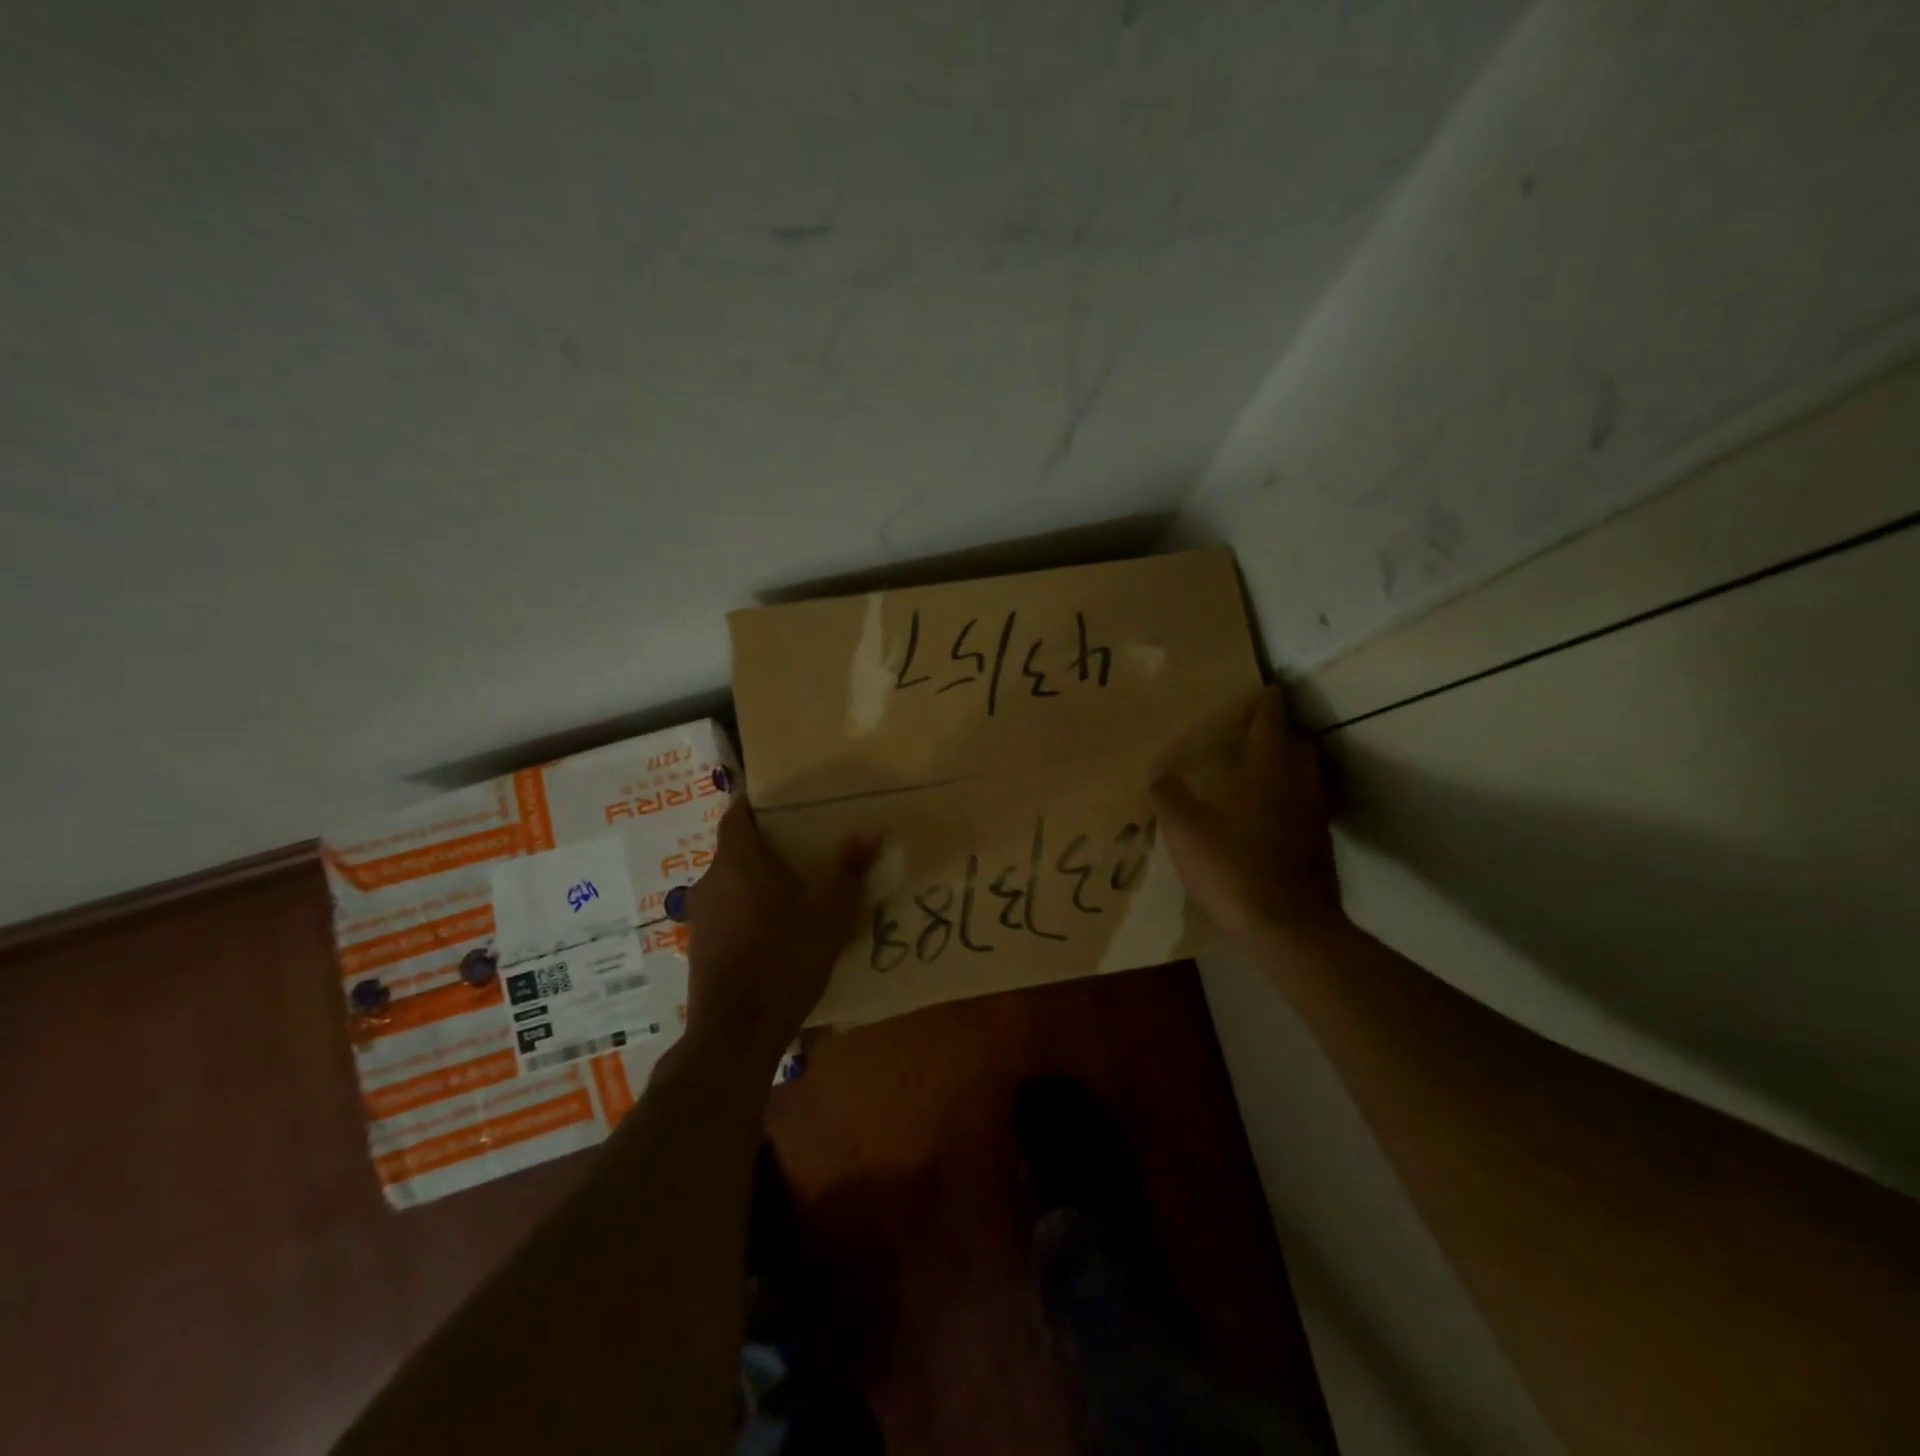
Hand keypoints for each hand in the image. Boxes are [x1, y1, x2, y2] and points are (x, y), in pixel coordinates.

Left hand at [683, 799, 877, 1065]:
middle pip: (735, 849)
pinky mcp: (700, 946)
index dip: (756, 803)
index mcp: (736, 864)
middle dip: (767, 844)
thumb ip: (847, 872)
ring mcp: (700, 916)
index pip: (736, 815)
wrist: (734, 1035)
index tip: (783, 801)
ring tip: (798, 886)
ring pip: (731, 882)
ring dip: (759, 879)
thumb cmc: (782, 963)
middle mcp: (709, 882)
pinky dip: (749, 907)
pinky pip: (727, 910)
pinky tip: (778, 927)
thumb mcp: (827, 917)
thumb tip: (870, 832)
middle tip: (806, 845)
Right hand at [1150, 685, 1346, 946]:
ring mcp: (1314, 817)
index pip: (1272, 722)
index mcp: (1268, 771)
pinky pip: (1305, 806)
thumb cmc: (1234, 868)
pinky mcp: (1319, 846)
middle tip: (1253, 732)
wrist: (1288, 929)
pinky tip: (1265, 816)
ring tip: (1258, 771)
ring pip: (1306, 776)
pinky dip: (1289, 798)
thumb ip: (1170, 797)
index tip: (1263, 688)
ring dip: (1287, 765)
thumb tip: (1160, 775)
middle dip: (1280, 733)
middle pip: (1298, 745)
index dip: (1267, 703)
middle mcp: (1299, 785)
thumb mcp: (1185, 831)